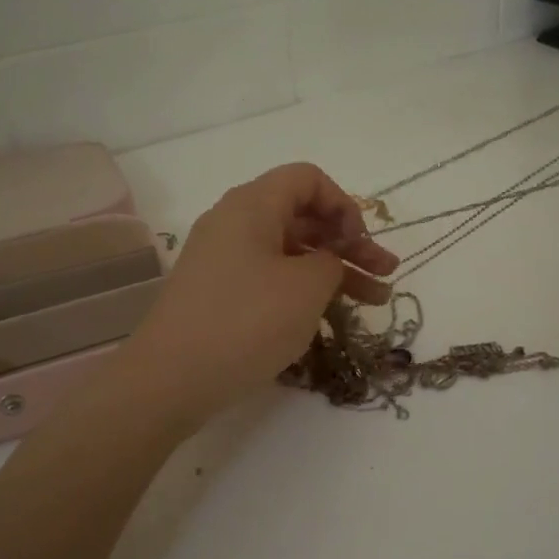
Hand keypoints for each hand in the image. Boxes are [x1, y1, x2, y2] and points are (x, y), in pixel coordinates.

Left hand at [123, 163, 398, 429]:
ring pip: (290, 252)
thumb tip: (325, 261)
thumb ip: (331, 261)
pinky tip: (329, 316)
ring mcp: (223, 260)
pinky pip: (269, 277)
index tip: (360, 243)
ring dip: (333, 271)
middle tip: (387, 274)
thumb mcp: (306, 287)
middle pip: (302, 217)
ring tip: (375, 301)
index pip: (308, 179)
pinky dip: (302, 289)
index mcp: (252, 205)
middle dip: (349, 244)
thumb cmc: (246, 321)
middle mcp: (234, 223)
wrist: (171, 379)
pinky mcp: (218, 293)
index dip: (343, 205)